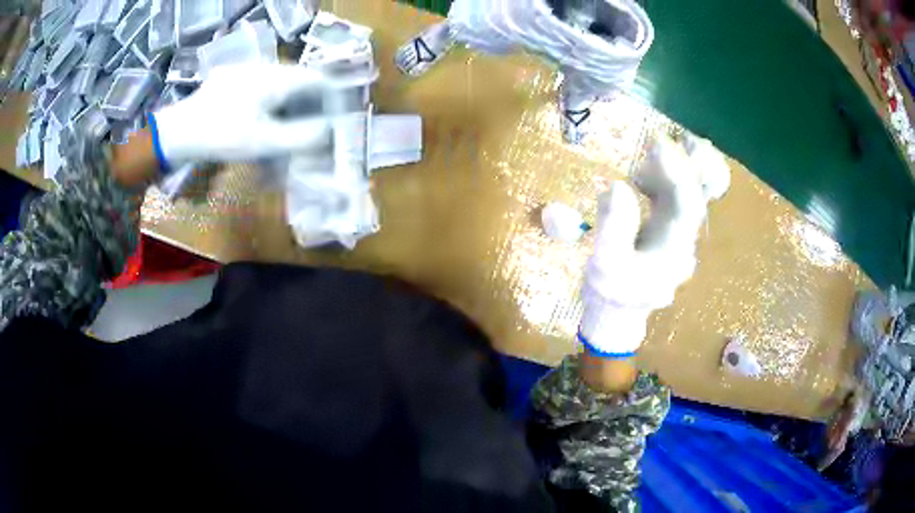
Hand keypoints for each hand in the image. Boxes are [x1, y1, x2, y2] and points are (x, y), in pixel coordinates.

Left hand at [150, 64, 331, 166]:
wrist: (178, 133)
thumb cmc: (223, 136)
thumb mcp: (264, 142)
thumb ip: (301, 136)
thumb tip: (328, 130)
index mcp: (276, 78)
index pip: (316, 78)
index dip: (330, 96)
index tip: (333, 116)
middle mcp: (264, 67)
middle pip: (297, 79)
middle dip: (307, 101)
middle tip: (308, 126)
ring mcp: (245, 70)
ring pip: (277, 81)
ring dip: (286, 101)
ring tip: (282, 125)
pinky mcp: (229, 78)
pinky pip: (258, 84)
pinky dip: (267, 100)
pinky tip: (258, 118)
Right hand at [578, 137, 728, 357]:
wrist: (617, 314)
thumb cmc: (611, 293)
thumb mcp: (604, 265)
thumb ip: (613, 228)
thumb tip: (619, 186)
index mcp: (673, 252)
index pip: (686, 207)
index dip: (677, 173)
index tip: (659, 143)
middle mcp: (683, 242)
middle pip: (696, 197)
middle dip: (688, 164)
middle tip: (675, 134)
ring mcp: (678, 237)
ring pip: (688, 196)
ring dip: (678, 168)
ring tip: (659, 144)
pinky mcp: (668, 232)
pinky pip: (675, 200)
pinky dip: (667, 179)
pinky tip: (649, 169)